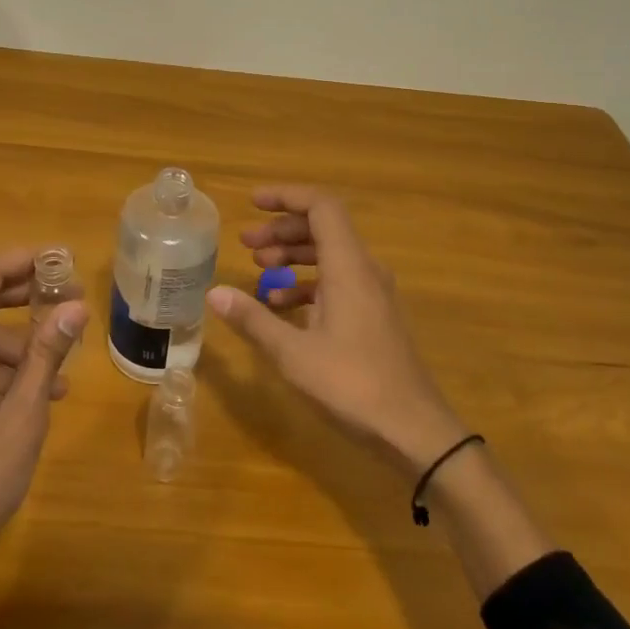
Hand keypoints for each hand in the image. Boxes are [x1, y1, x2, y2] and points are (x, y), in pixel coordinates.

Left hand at [0, 250, 87, 579]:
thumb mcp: (23, 412)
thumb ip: (46, 351)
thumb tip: (76, 306)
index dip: (26, 260)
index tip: (65, 262)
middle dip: (30, 301)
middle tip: (74, 307)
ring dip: (20, 346)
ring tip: (60, 375)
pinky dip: (0, 371)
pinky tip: (33, 399)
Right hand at [207, 185, 466, 477]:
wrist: (415, 431)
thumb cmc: (352, 385)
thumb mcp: (293, 353)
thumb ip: (253, 319)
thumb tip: (214, 293)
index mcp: (349, 267)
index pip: (321, 207)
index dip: (286, 197)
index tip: (253, 203)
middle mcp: (365, 271)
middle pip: (323, 228)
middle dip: (282, 230)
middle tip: (246, 243)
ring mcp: (373, 294)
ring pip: (330, 256)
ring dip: (293, 256)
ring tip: (259, 269)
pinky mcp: (374, 316)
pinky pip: (338, 283)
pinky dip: (307, 284)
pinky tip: (281, 307)